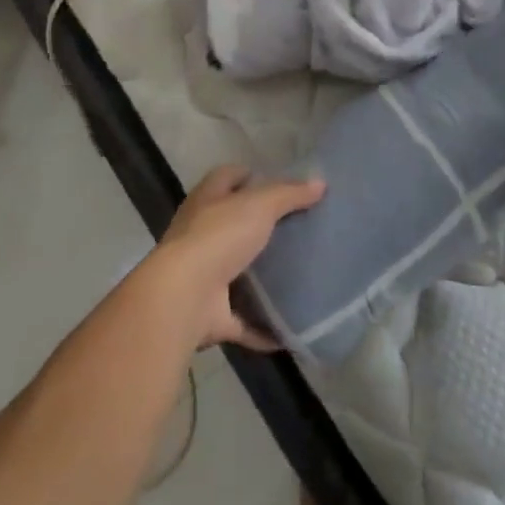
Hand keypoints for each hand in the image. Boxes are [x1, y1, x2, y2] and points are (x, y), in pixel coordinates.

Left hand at [147, 166, 325, 350]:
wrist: (184, 297)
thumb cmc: (219, 237)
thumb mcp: (259, 205)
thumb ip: (289, 194)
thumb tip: (320, 182)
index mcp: (207, 201)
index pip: (226, 177)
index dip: (249, 176)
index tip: (279, 184)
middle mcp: (200, 235)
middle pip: (232, 225)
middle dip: (259, 228)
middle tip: (298, 231)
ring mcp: (203, 276)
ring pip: (236, 273)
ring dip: (260, 278)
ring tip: (299, 275)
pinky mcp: (211, 315)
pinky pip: (243, 320)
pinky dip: (263, 326)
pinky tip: (291, 329)